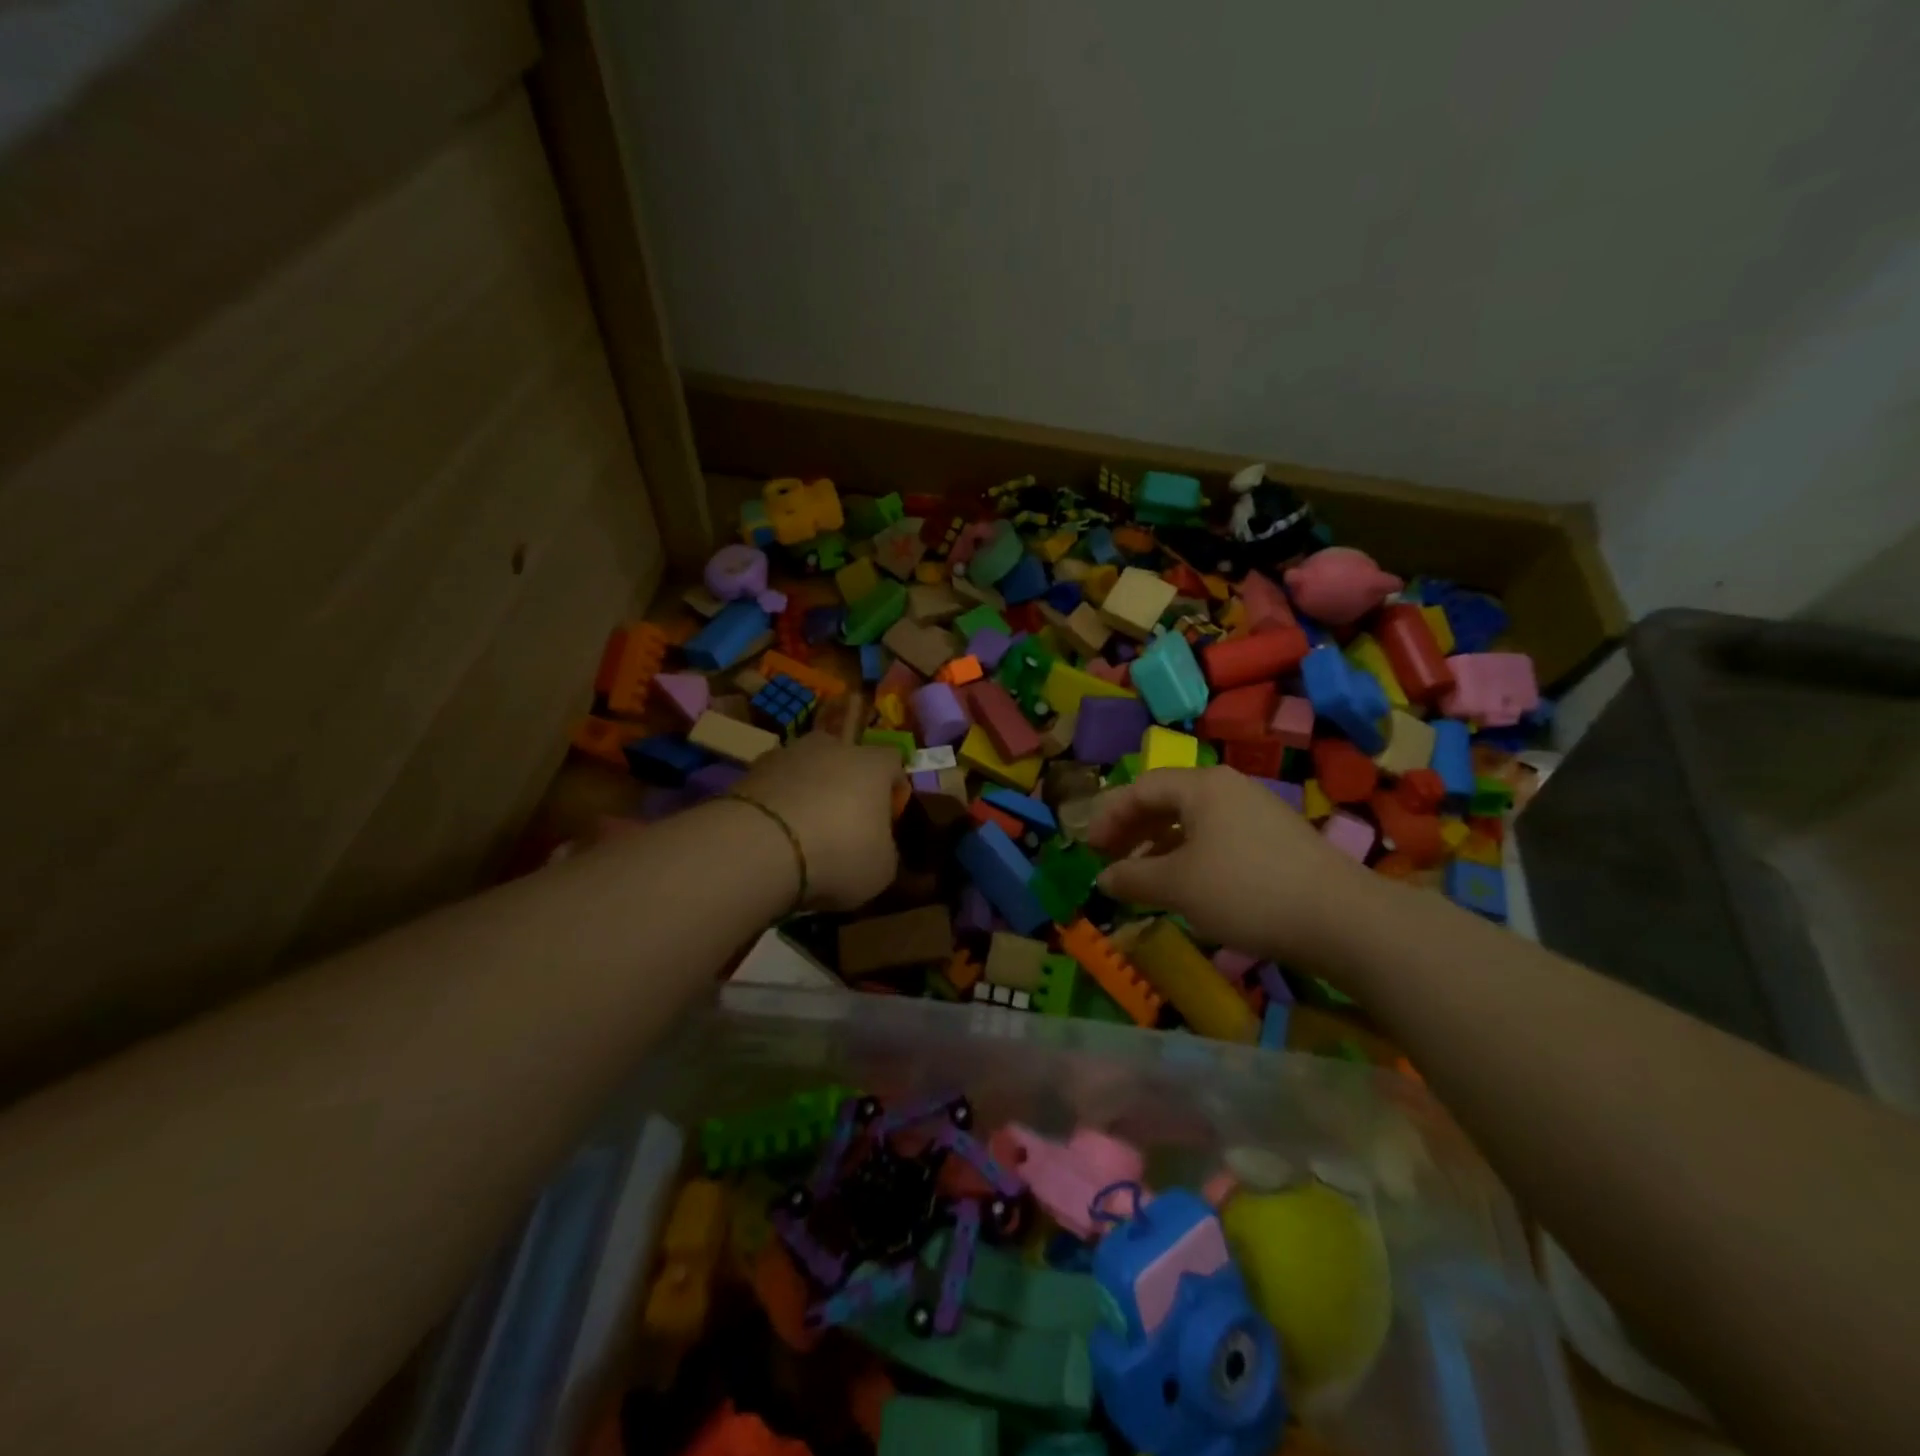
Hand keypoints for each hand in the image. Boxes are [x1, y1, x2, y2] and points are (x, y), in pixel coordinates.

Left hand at [731, 736, 901, 910]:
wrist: (760, 848)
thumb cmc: (838, 854)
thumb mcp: (881, 869)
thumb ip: (884, 850)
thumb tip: (877, 847)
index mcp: (873, 764)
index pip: (893, 763)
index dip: (892, 790)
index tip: (886, 820)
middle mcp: (832, 747)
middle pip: (845, 759)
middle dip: (845, 785)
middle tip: (842, 824)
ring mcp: (786, 754)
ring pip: (805, 769)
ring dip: (807, 792)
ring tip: (801, 834)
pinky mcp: (748, 771)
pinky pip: (773, 786)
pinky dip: (775, 805)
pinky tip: (772, 837)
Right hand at [1088, 767, 1380, 966]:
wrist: (1341, 919)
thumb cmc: (1245, 891)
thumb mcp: (1177, 886)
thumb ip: (1132, 878)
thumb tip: (1103, 878)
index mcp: (1202, 786)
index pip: (1141, 788)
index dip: (1109, 817)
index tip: (1089, 849)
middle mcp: (1228, 788)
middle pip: (1166, 800)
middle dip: (1132, 829)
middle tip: (1109, 859)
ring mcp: (1256, 812)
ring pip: (1193, 821)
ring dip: (1160, 845)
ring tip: (1143, 876)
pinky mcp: (1276, 839)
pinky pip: (1218, 837)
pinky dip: (1190, 855)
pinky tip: (1188, 885)